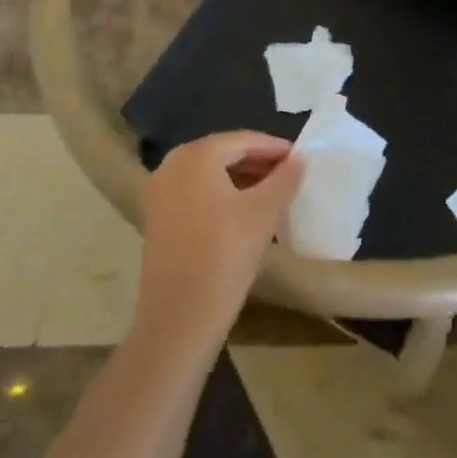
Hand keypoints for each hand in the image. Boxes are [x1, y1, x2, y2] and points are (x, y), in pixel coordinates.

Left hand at [135, 132, 304, 357]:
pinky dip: (220, 195)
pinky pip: (195, 193)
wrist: (179, 317)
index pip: (242, 140)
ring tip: (272, 193)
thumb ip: (284, 179)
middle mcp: (172, 164)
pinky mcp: (156, 218)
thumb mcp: (263, 213)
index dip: (274, 147)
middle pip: (222, 154)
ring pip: (208, 174)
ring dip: (240, 179)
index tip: (300, 157)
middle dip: (257, 162)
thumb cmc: (225, 255)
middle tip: (289, 174)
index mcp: (196, 155)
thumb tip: (300, 158)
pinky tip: (244, 211)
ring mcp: (159, 192)